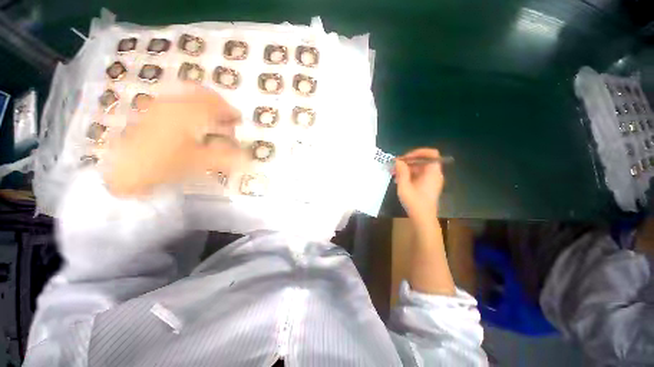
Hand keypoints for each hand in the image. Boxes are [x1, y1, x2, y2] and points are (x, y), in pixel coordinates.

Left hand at [104, 85, 243, 196]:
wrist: (125, 169)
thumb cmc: (164, 164)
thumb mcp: (200, 162)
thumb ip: (226, 157)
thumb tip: (248, 158)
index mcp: (189, 113)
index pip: (217, 105)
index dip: (231, 111)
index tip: (239, 120)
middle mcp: (176, 102)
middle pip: (204, 95)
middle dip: (220, 106)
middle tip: (228, 120)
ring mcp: (162, 104)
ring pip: (191, 95)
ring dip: (207, 105)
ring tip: (213, 120)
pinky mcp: (154, 110)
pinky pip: (179, 100)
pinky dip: (192, 107)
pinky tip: (194, 121)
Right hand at [394, 148, 444, 221]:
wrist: (423, 219)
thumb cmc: (414, 202)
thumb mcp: (404, 186)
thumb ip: (401, 171)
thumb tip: (398, 161)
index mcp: (432, 172)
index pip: (431, 154)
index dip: (417, 152)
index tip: (404, 158)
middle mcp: (434, 174)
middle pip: (422, 161)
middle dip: (407, 161)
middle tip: (394, 166)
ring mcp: (431, 180)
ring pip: (419, 168)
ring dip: (406, 169)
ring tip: (393, 173)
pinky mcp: (428, 186)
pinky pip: (419, 175)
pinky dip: (409, 175)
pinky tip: (398, 180)